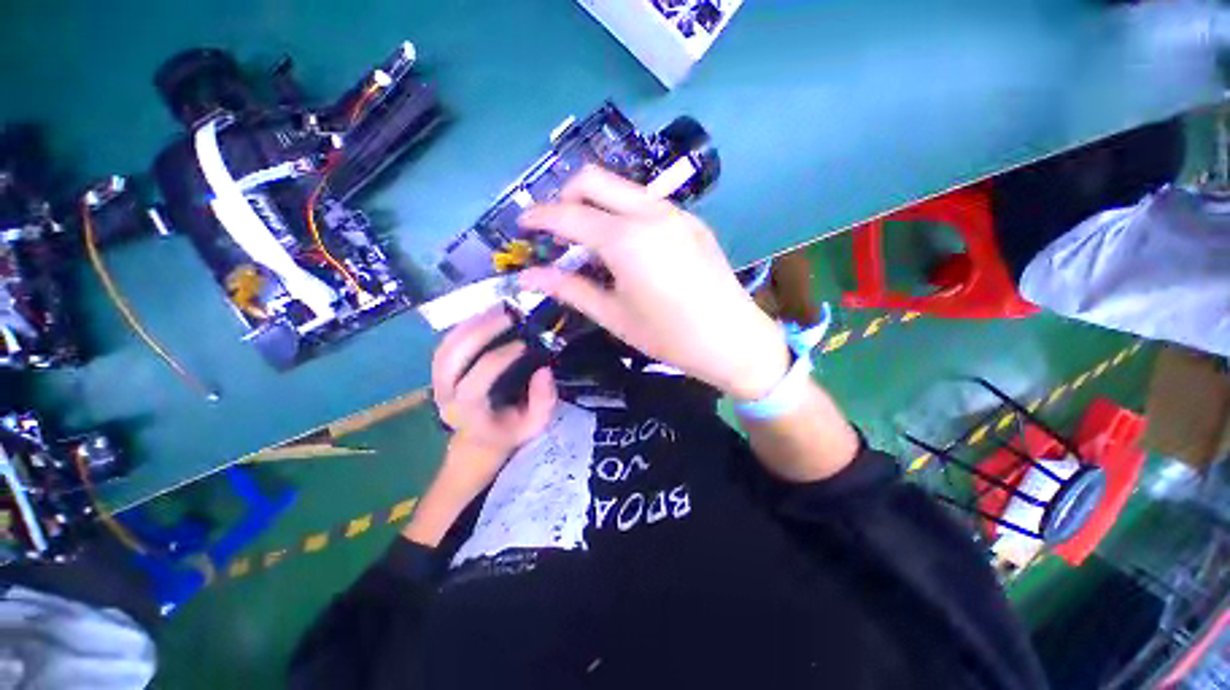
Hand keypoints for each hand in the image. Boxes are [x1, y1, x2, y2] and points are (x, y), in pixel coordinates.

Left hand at [431, 308, 556, 464]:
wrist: (479, 437)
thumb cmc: (509, 429)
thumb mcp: (534, 424)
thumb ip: (543, 401)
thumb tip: (544, 370)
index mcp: (468, 414)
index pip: (474, 384)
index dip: (497, 360)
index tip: (523, 345)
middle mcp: (445, 396)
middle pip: (451, 359)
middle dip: (479, 332)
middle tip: (509, 316)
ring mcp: (437, 382)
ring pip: (445, 347)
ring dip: (471, 324)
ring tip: (498, 309)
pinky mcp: (439, 370)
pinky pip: (446, 344)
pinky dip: (464, 326)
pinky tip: (485, 315)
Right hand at [518, 166, 789, 400]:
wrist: (733, 339)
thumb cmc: (669, 336)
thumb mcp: (614, 316)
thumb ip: (570, 289)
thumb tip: (529, 277)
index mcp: (626, 239)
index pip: (569, 214)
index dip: (539, 216)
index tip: (522, 224)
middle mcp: (650, 212)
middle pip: (593, 179)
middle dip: (565, 196)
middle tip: (556, 229)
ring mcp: (675, 213)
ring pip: (621, 189)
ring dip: (596, 205)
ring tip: (589, 242)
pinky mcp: (691, 221)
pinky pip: (646, 204)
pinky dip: (623, 214)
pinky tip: (626, 247)